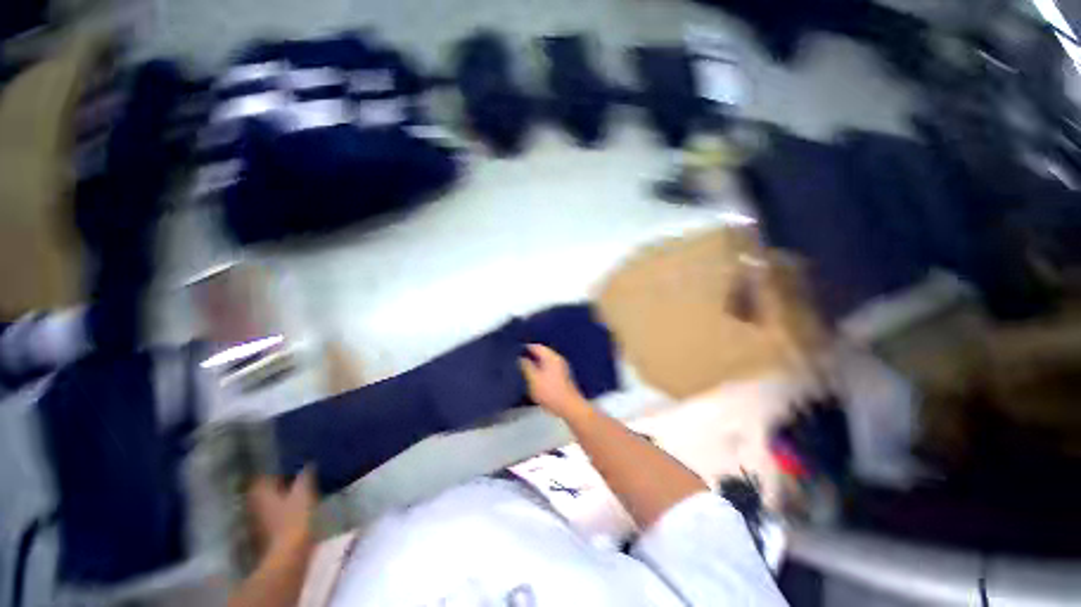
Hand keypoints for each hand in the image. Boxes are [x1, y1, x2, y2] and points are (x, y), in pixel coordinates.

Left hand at [248, 468, 316, 555]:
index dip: (277, 470)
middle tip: (297, 479)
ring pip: (267, 504)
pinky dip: (281, 512)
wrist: (287, 557)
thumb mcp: (304, 493)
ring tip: (299, 495)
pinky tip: (296, 512)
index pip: (264, 475)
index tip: (292, 466)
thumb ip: (305, 476)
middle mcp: (253, 505)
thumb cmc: (295, 520)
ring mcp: (255, 522)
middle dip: (278, 485)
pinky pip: (271, 517)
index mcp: (261, 492)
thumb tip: (307, 464)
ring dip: (280, 499)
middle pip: (264, 491)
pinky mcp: (263, 535)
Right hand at [519, 344, 587, 419]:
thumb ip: (526, 367)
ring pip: (546, 362)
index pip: (537, 347)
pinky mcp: (563, 378)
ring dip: (536, 364)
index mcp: (551, 357)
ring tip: (525, 369)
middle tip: (519, 360)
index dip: (526, 348)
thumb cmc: (550, 392)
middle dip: (531, 356)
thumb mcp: (533, 379)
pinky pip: (549, 369)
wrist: (568, 407)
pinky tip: (535, 378)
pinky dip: (541, 370)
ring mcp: (562, 369)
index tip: (516, 351)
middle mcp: (558, 360)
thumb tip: (521, 358)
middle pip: (542, 353)